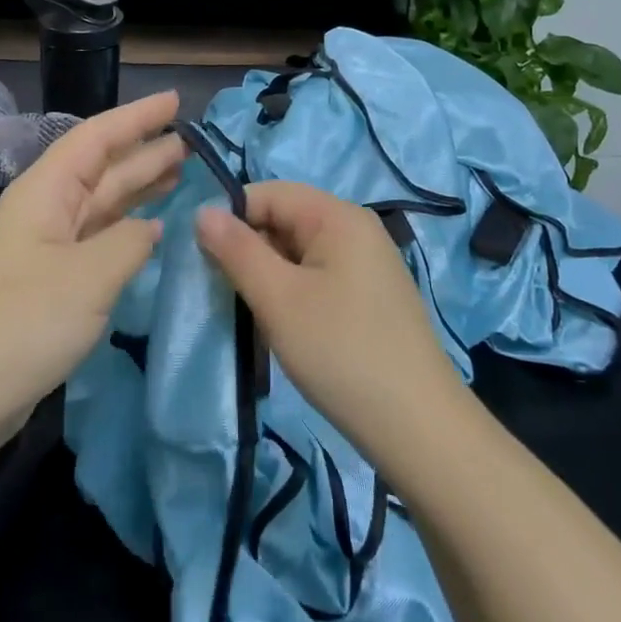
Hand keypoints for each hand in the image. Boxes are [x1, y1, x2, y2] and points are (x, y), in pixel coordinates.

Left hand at [0, 90, 184, 455]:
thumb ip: (130, 241)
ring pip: (100, 204)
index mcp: (45, 192)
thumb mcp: (89, 275)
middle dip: (144, 151)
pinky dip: (126, 230)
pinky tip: (151, 230)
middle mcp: (44, 211)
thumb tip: (149, 228)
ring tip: (180, 172)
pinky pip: (96, 240)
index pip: (97, 137)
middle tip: (192, 142)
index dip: (137, 117)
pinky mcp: (48, 284)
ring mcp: (44, 249)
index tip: (176, 102)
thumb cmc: (24, 321)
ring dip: (138, 188)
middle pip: (100, 168)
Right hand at [196, 182, 466, 477]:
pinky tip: (282, 327)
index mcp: (338, 216)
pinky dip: (291, 293)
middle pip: (284, 220)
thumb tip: (202, 212)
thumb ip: (237, 250)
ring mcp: (366, 264)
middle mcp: (356, 229)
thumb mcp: (279, 299)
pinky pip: (316, 276)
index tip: (203, 258)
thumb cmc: (341, 352)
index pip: (269, 193)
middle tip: (224, 291)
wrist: (418, 427)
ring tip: (251, 313)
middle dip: (249, 249)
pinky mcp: (368, 296)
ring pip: (297, 252)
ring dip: (267, 276)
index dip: (232, 217)